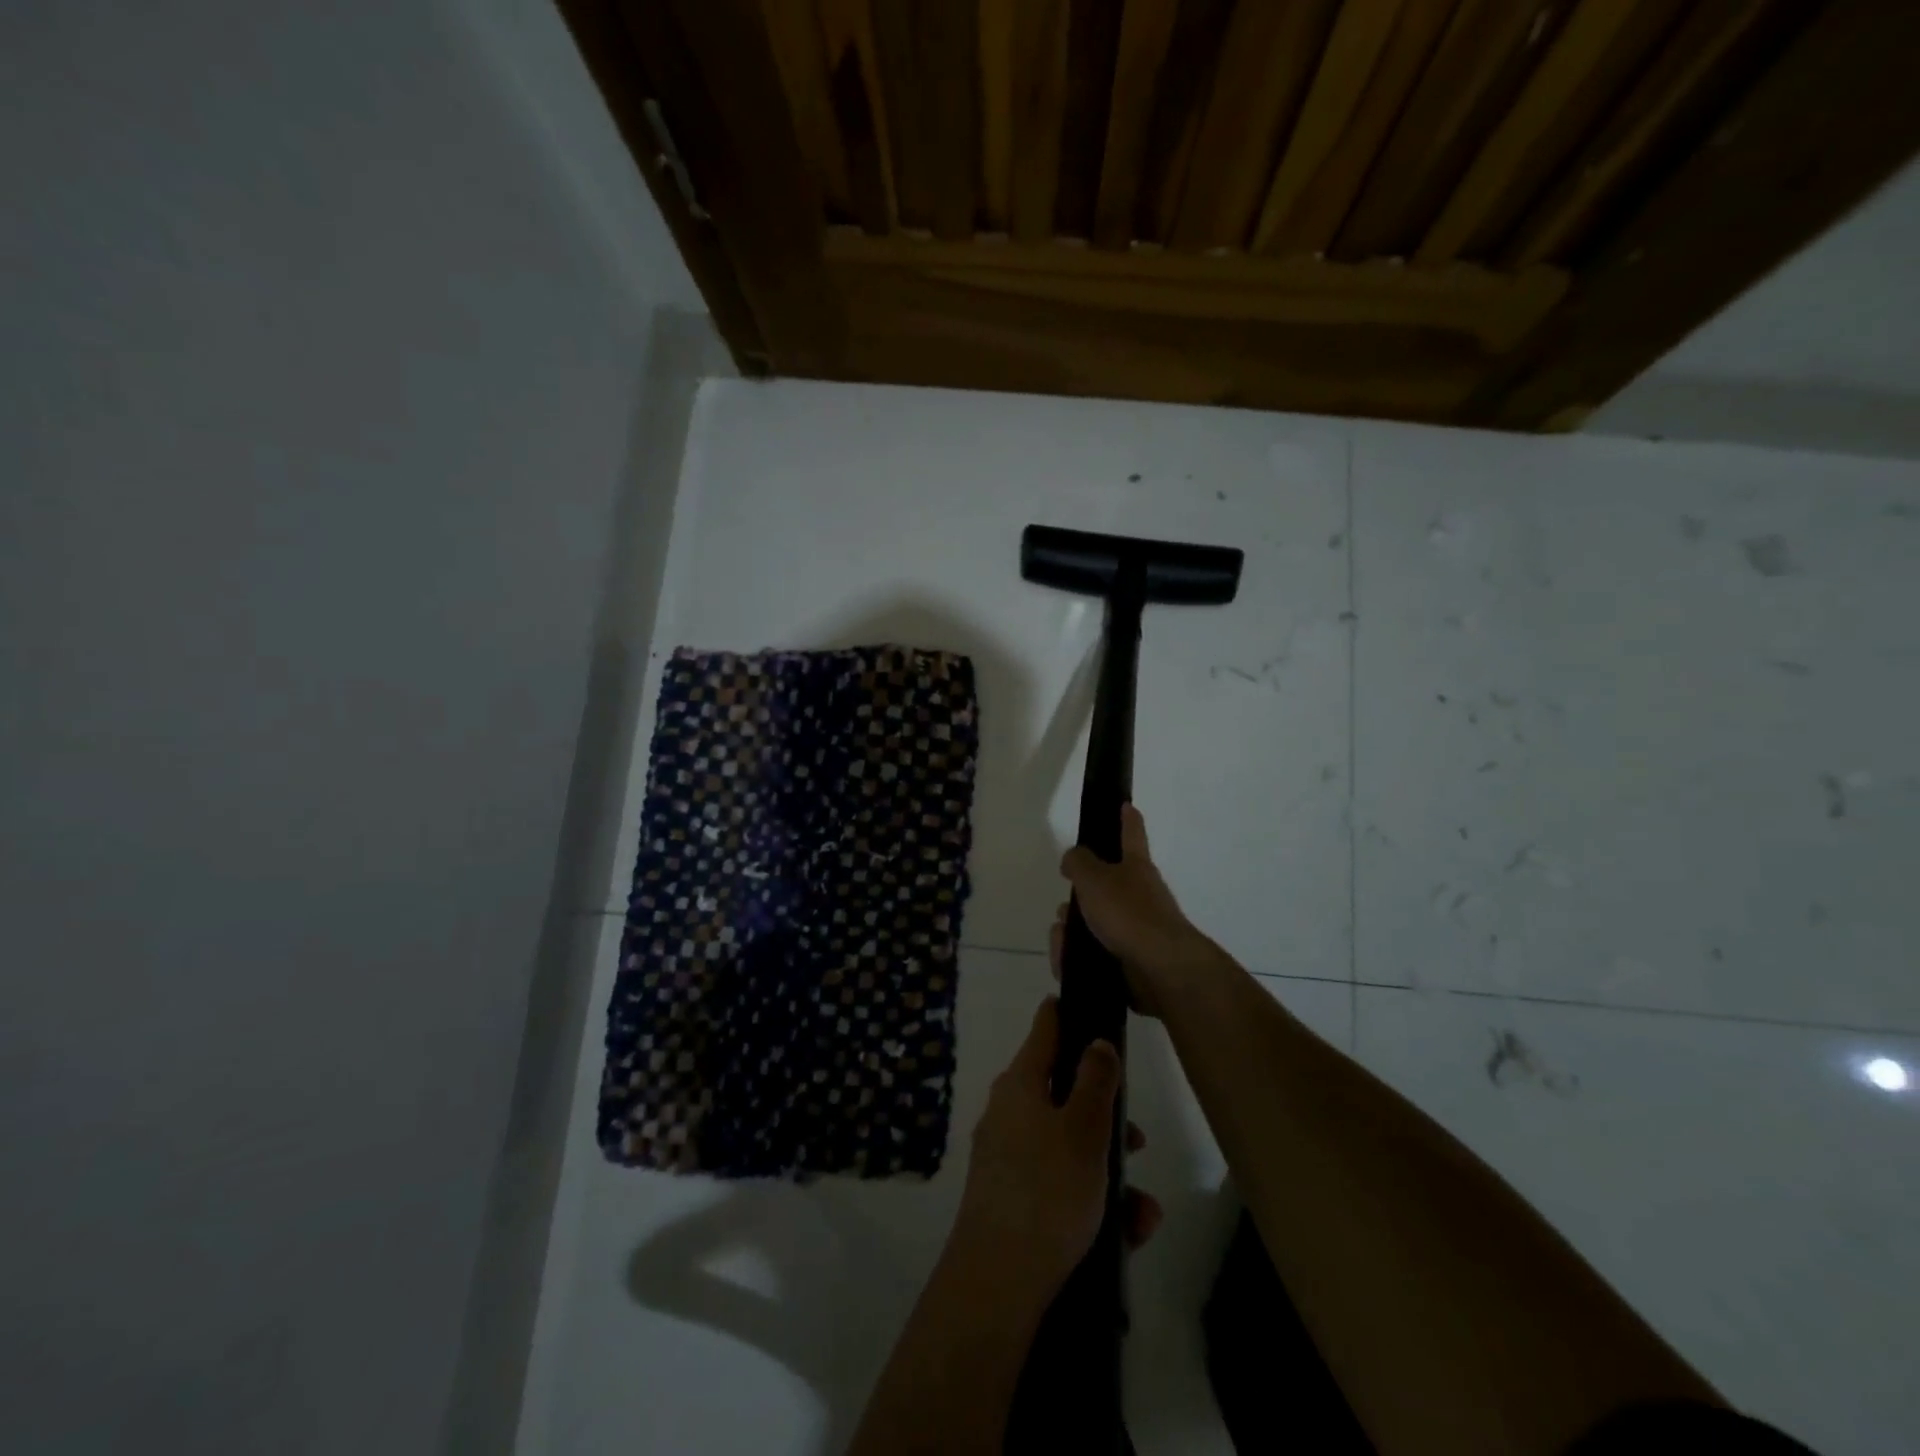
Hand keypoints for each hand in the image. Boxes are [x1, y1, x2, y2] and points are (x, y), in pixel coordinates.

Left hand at [951, 996, 1161, 1299]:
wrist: (997, 1284)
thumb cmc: (1047, 1191)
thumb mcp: (1084, 1130)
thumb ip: (1096, 1081)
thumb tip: (1097, 1040)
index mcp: (1020, 1083)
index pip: (1046, 1028)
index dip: (1069, 1014)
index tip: (1092, 1006)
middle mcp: (1008, 1111)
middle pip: (1063, 1092)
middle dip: (1106, 1115)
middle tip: (1138, 1138)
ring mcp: (1007, 1156)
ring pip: (1068, 1145)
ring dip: (1109, 1169)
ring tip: (1144, 1209)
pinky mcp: (1011, 1198)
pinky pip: (1060, 1183)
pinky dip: (1093, 1198)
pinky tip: (1128, 1232)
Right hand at [1055, 804, 1218, 1016]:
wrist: (1160, 970)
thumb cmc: (1128, 913)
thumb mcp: (1094, 878)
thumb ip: (1078, 862)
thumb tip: (1074, 858)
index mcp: (1136, 867)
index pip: (1131, 834)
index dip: (1127, 818)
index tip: (1126, 805)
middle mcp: (1141, 895)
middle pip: (1104, 887)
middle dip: (1080, 897)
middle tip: (1065, 907)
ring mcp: (1138, 929)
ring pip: (1095, 923)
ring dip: (1073, 930)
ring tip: (1062, 940)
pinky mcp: (1131, 961)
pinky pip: (1095, 954)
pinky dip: (1078, 957)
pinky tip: (1066, 963)